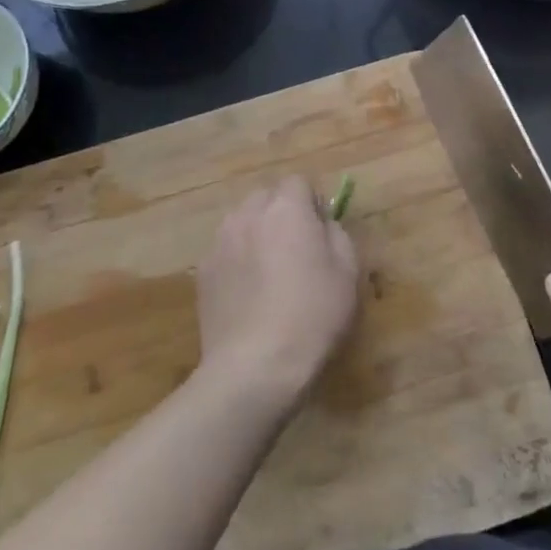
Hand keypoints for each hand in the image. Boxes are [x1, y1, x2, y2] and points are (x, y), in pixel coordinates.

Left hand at [196, 176, 358, 408]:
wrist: (254, 368)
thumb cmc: (312, 315)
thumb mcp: (348, 272)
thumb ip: (336, 234)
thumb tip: (321, 224)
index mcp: (286, 208)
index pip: (297, 182)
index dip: (311, 202)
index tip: (321, 231)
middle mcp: (248, 214)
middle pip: (265, 197)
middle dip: (281, 212)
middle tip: (297, 249)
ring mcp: (219, 242)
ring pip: (242, 222)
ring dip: (257, 233)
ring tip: (270, 271)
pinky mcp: (202, 272)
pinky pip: (226, 250)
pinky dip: (238, 260)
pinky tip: (248, 294)